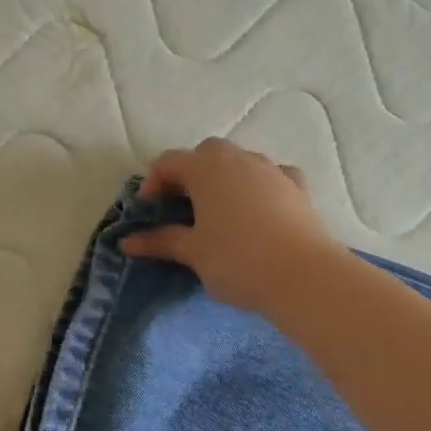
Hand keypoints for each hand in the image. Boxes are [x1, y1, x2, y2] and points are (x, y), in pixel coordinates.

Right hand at [122, 138, 337, 313]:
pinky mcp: (298, 188)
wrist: (303, 276)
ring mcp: (272, 170)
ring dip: (223, 178)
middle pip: (205, 153)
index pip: (169, 162)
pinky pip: (271, 176)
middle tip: (179, 207)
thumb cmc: (236, 260)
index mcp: (206, 168)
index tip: (148, 212)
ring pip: (240, 161)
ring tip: (216, 211)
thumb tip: (127, 242)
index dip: (152, 183)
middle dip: (188, 174)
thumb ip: (160, 240)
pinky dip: (258, 186)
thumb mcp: (192, 252)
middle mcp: (239, 159)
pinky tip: (257, 208)